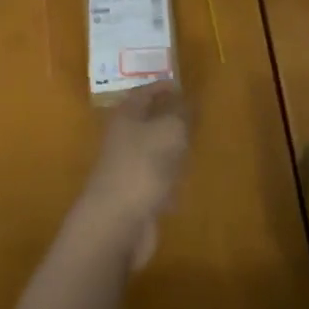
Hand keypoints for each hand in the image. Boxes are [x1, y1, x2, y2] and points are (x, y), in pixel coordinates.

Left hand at [76, 85, 189, 269]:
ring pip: (151, 153)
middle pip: (145, 123)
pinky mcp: (133, 197)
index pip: (143, 93)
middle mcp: (122, 140)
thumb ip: (181, 113)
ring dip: (169, 153)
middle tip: (192, 119)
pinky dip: (168, 183)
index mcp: (126, 117)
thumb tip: (187, 101)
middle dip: (167, 120)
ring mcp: (125, 170)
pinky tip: (180, 191)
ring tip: (191, 152)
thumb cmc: (143, 166)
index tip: (181, 86)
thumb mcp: (170, 131)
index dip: (161, 87)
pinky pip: (154, 183)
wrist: (117, 222)